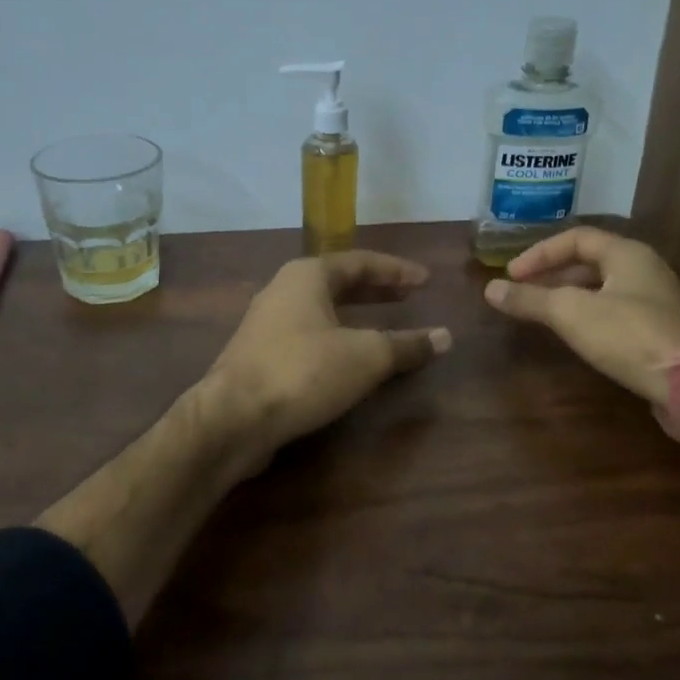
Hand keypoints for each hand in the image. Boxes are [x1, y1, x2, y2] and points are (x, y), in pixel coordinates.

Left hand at [204, 251, 451, 462]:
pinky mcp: (258, 357)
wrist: (233, 417)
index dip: (396, 270)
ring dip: (355, 317)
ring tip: (384, 328)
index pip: (360, 262)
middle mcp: (283, 291)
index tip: (426, 280)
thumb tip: (445, 337)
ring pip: (320, 311)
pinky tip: (348, 362)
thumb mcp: (366, 356)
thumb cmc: (304, 371)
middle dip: (376, 290)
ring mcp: (265, 324)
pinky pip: (307, 337)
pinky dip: (335, 340)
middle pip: (338, 283)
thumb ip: (406, 345)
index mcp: (307, 276)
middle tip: (409, 296)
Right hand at [483, 227, 679, 410]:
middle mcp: (645, 270)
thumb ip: (530, 299)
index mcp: (627, 254)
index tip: (512, 275)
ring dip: (570, 297)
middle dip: (552, 275)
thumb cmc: (629, 335)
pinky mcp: (662, 331)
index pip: (576, 238)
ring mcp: (657, 302)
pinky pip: (616, 312)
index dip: (539, 253)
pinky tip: (576, 337)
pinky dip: (589, 316)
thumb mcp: (571, 313)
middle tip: (523, 293)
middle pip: (591, 262)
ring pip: (603, 289)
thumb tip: (490, 289)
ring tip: (542, 315)